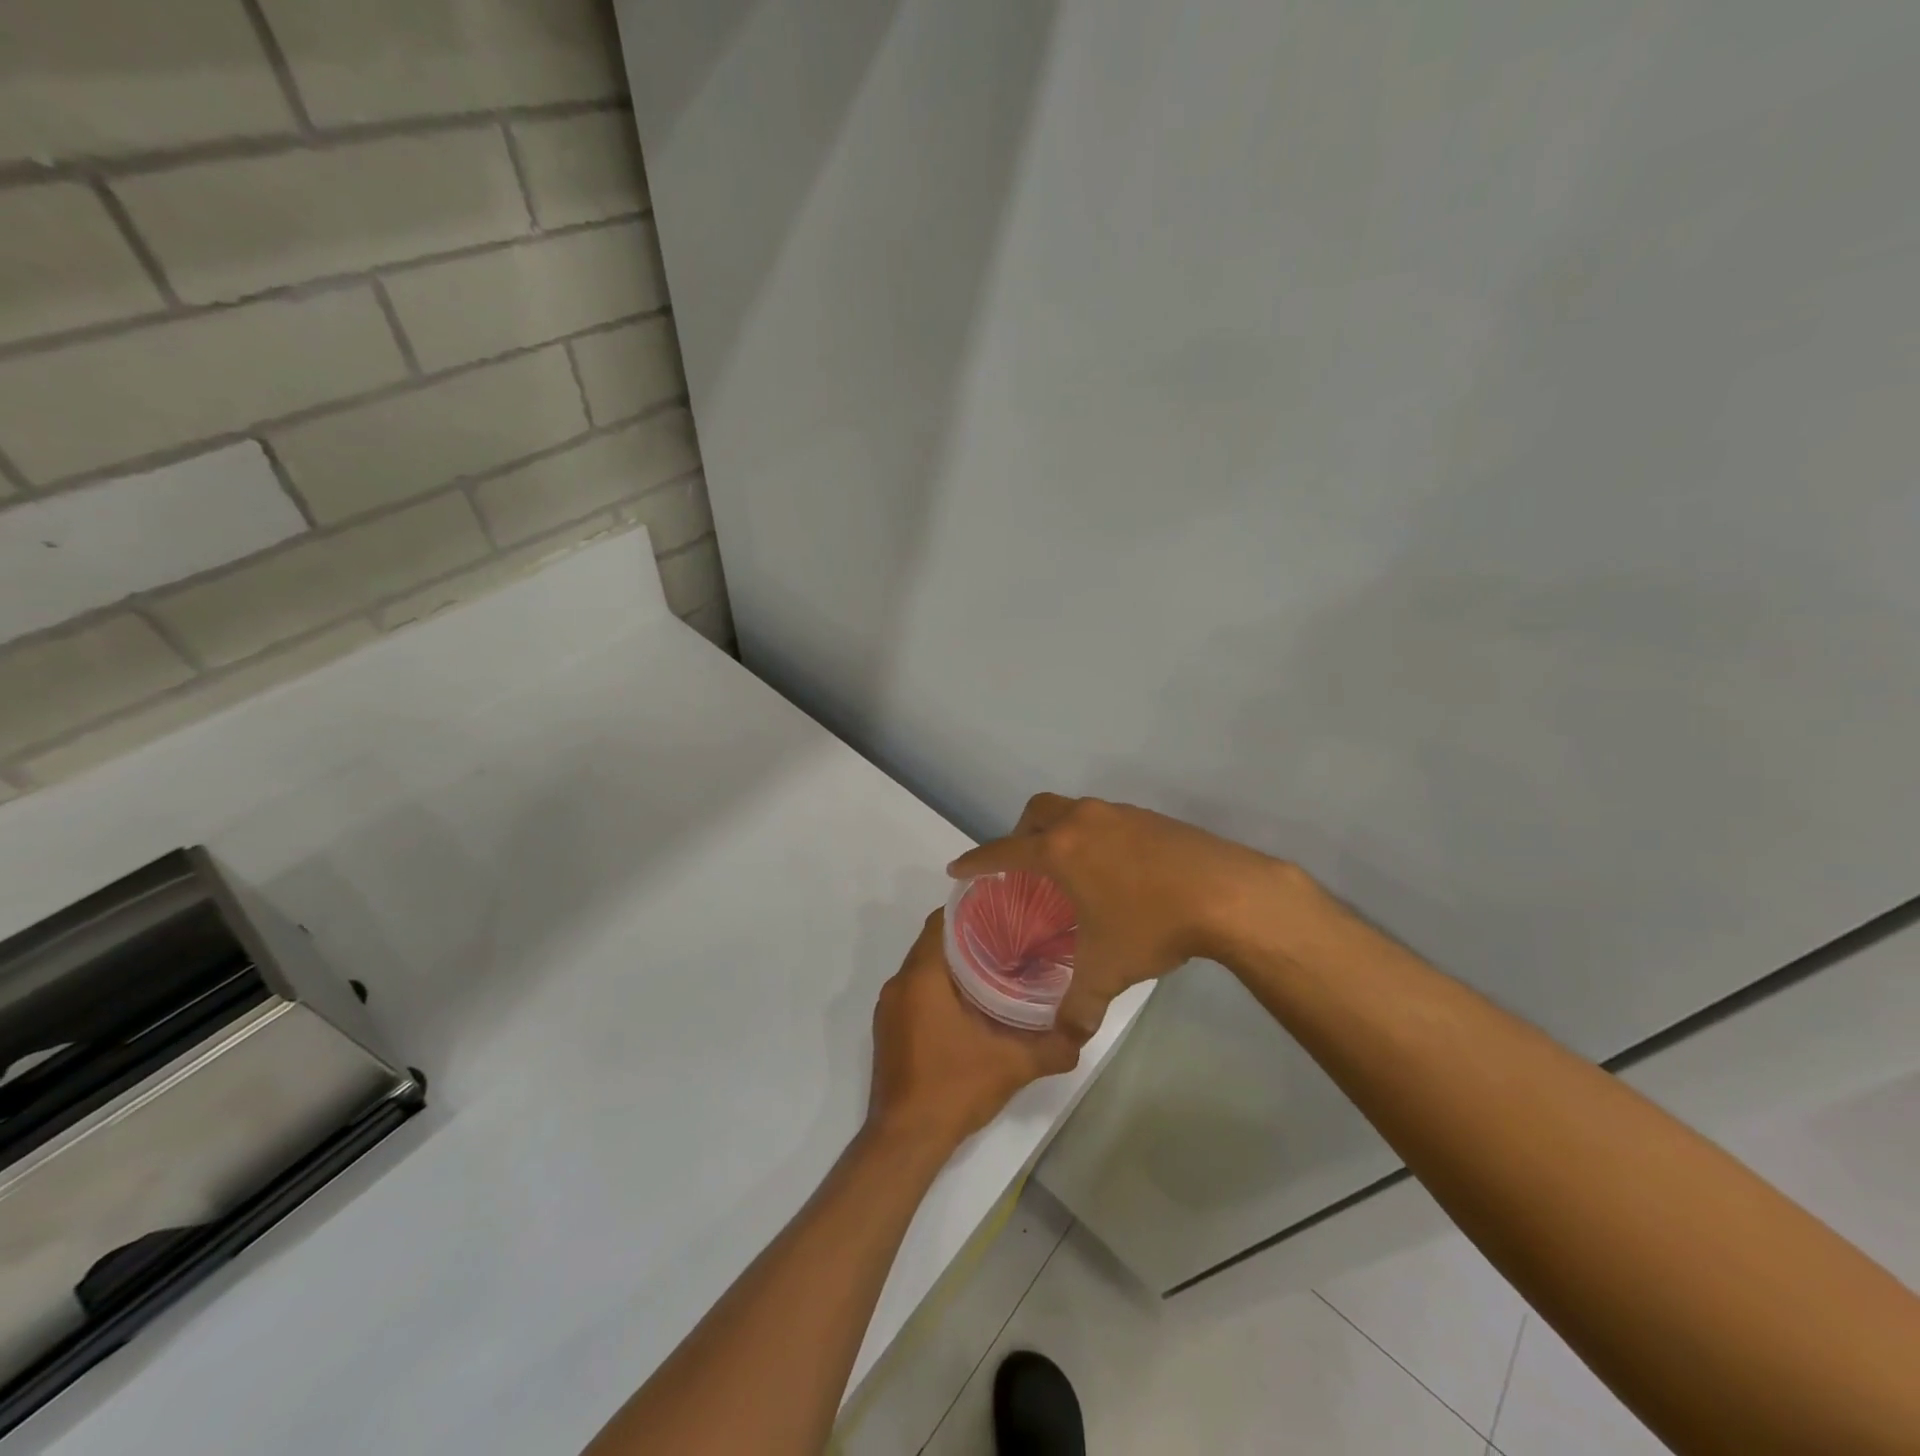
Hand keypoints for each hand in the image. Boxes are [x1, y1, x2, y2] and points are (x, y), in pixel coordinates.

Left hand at [868, 909, 1083, 1150]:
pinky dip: (939, 987)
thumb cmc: (953, 1087)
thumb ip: (1052, 1046)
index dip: (971, 910)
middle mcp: (899, 984)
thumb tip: (1085, 1031)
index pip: (942, 922)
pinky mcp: (888, 1030)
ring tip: (997, 966)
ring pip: (924, 969)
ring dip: (954, 964)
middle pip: (934, 943)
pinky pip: (915, 991)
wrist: (904, 1140)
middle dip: (969, 937)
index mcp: (921, 977)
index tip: (1003, 909)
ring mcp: (889, 1009)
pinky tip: (971, 1003)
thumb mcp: (1012, 1065)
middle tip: (1010, 937)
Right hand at [947, 794, 1304, 1035]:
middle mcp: (1083, 821)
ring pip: (1074, 810)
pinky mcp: (1150, 817)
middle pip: (1037, 812)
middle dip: (1020, 833)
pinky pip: (1107, 819)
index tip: (958, 868)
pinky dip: (1096, 837)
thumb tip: (1067, 1036)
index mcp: (1059, 851)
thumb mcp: (1107, 970)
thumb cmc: (1151, 925)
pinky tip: (1116, 871)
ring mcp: (1119, 814)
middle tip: (1024, 866)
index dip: (976, 860)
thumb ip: (1078, 1005)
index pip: (1003, 850)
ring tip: (1071, 870)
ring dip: (1061, 831)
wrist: (1226, 893)